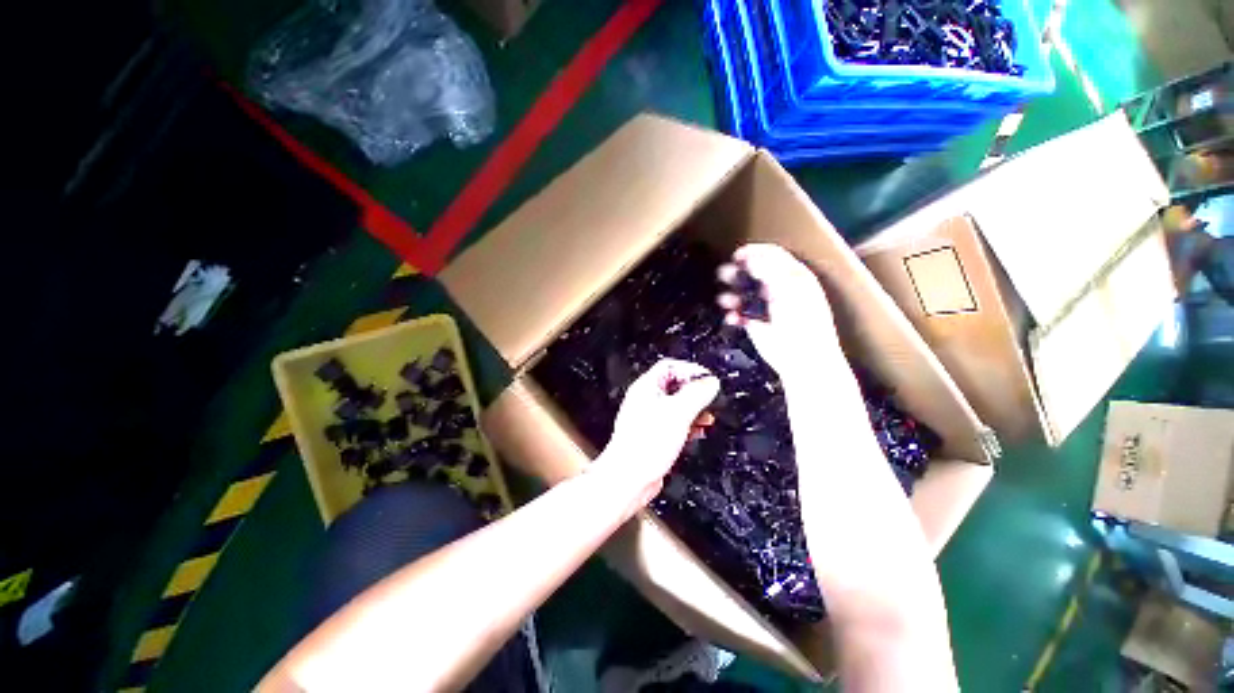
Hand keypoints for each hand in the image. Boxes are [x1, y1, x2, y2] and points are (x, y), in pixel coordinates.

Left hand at [595, 359, 719, 503]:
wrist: (629, 478)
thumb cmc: (644, 445)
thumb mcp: (678, 413)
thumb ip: (696, 394)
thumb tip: (710, 382)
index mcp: (646, 387)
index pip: (670, 366)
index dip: (690, 370)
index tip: (707, 380)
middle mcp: (645, 400)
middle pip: (674, 386)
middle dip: (694, 392)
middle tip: (709, 398)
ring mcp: (648, 419)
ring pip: (675, 406)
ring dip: (693, 410)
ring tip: (707, 417)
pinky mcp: (653, 436)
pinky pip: (673, 424)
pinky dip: (687, 425)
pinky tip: (696, 432)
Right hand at [716, 243, 839, 378]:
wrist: (802, 358)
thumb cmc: (802, 321)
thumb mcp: (787, 289)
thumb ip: (768, 271)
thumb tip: (750, 258)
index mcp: (794, 277)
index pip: (773, 255)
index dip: (755, 252)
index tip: (737, 255)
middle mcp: (780, 289)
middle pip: (755, 273)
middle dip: (738, 272)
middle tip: (724, 274)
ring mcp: (768, 307)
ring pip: (744, 294)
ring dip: (732, 294)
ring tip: (724, 298)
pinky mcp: (757, 325)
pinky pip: (740, 314)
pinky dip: (733, 314)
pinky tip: (731, 317)